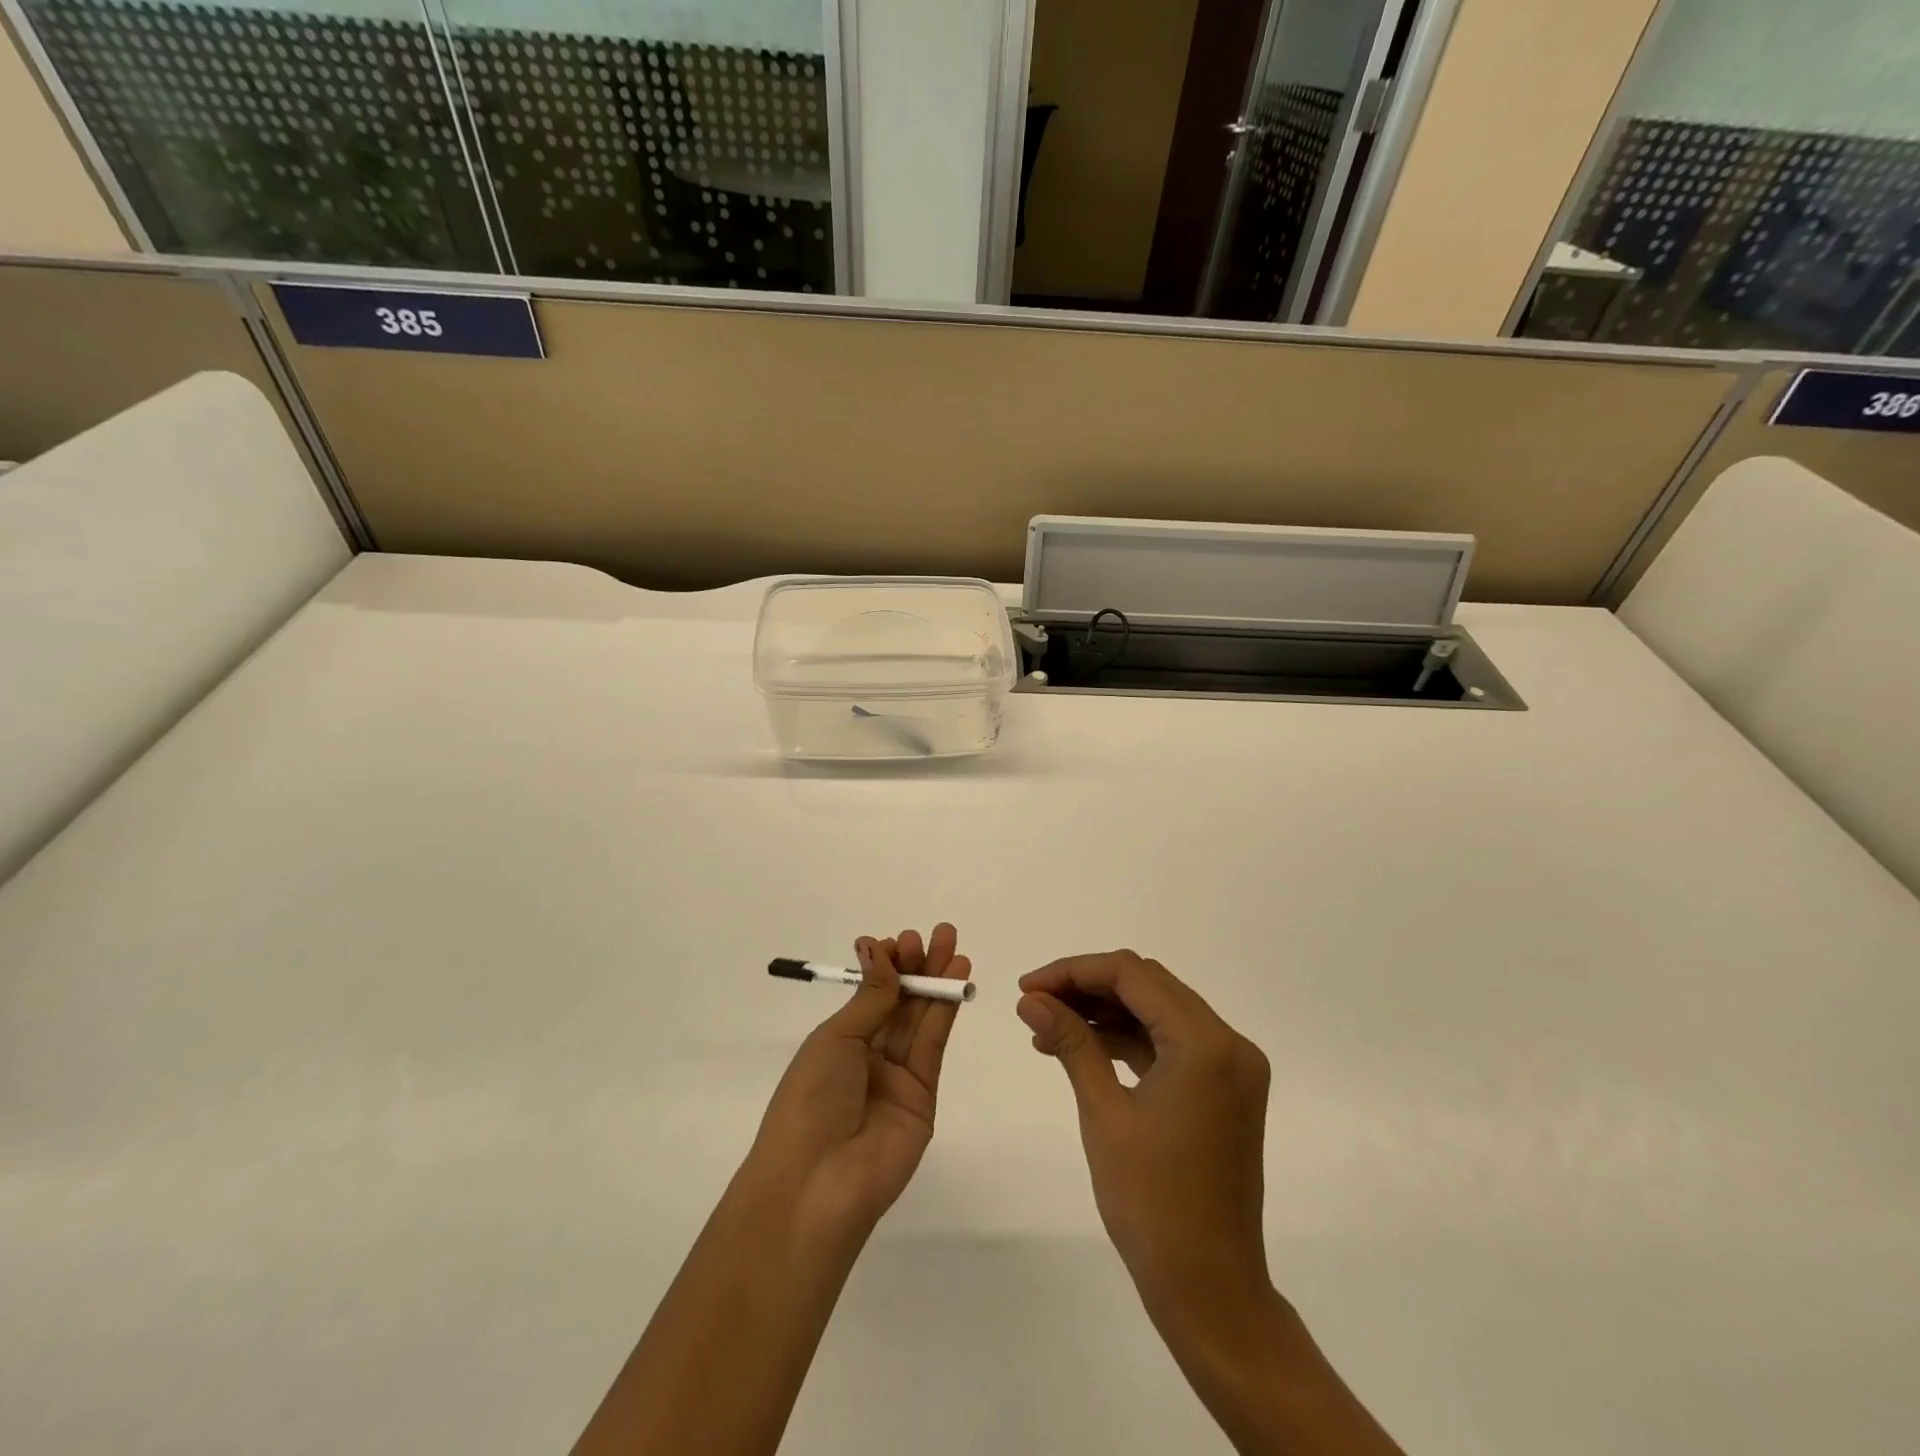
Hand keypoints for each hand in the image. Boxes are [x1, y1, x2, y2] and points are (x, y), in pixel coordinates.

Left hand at [749, 925, 972, 1243]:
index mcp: (838, 1043)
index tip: (900, 939)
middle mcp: (868, 1056)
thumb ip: (871, 997)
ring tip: (953, 946)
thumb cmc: (810, 1099)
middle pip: (899, 1003)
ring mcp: (897, 1077)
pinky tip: (956, 980)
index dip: (887, 966)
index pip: (870, 995)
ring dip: (937, 981)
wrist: (817, 1183)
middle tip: (938, 933)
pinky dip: (946, 1009)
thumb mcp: (835, 1039)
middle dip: (918, 966)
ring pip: (920, 1018)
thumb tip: (878, 947)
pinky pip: (933, 1044)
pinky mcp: (924, 1095)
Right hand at [1016, 950, 1271, 1327]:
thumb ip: (1070, 1042)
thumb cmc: (1152, 1204)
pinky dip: (1127, 1040)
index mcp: (1206, 1044)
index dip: (1074, 971)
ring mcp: (1231, 1066)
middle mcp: (1228, 1043)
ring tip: (1048, 1029)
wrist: (1210, 1290)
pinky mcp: (1223, 1088)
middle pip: (1148, 985)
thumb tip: (1030, 999)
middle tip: (1035, 1003)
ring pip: (1157, 1011)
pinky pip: (1170, 1043)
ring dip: (1104, 1012)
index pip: (1132, 975)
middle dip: (1087, 987)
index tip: (1028, 988)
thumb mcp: (1104, 1113)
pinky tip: (1083, 1048)